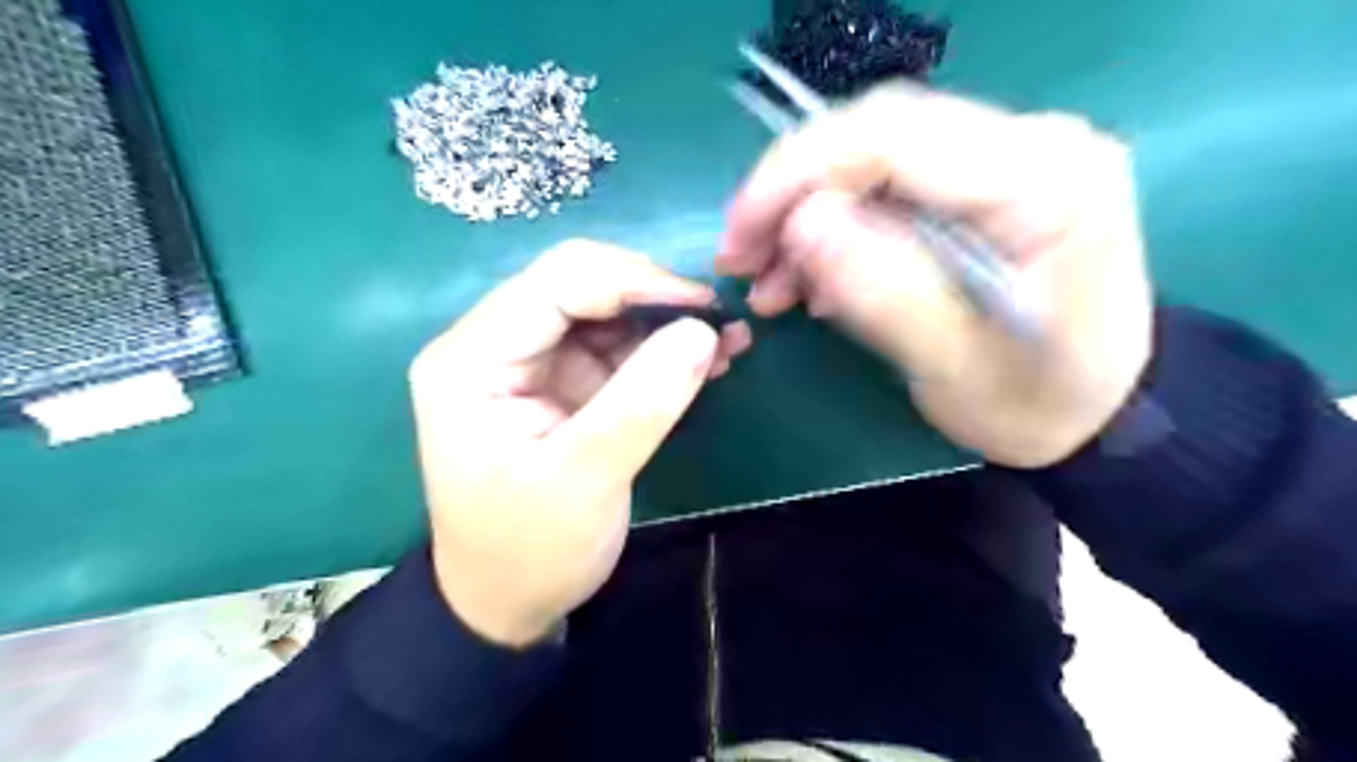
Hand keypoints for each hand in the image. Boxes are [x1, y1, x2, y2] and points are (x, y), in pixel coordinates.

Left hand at [412, 242, 753, 646]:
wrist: (507, 602)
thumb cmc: (529, 549)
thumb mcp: (585, 480)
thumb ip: (643, 402)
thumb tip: (703, 331)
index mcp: (472, 359)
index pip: (557, 283)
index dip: (635, 282)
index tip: (704, 308)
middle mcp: (492, 345)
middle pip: (579, 286)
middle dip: (653, 299)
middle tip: (718, 325)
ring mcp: (528, 363)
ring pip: (603, 312)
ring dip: (664, 323)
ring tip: (726, 342)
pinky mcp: (559, 383)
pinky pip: (614, 347)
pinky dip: (659, 350)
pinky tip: (705, 361)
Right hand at [715, 82, 1147, 464]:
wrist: (1103, 413)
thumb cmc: (1040, 404)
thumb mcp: (957, 368)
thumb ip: (884, 293)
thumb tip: (803, 225)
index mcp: (1043, 179)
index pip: (890, 136)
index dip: (794, 175)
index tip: (738, 236)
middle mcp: (1031, 144)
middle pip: (876, 135)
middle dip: (791, 194)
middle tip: (741, 260)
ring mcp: (1009, 158)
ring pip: (873, 159)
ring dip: (807, 216)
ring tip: (771, 285)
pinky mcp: (986, 183)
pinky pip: (888, 188)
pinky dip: (836, 230)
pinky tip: (812, 280)